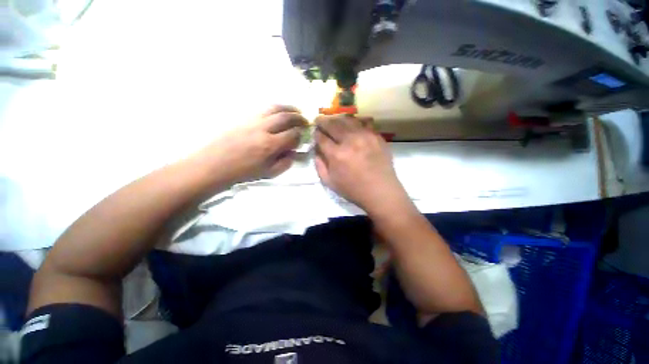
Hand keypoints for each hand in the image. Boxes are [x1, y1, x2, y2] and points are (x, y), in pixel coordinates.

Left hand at [200, 105, 306, 182]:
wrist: (215, 164)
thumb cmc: (243, 172)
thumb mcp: (269, 173)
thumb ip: (285, 162)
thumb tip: (293, 152)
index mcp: (270, 145)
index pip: (292, 135)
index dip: (301, 135)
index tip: (303, 137)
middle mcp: (263, 129)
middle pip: (286, 117)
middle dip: (299, 118)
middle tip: (306, 121)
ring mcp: (252, 121)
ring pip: (275, 108)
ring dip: (289, 108)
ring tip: (297, 111)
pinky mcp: (244, 117)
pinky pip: (264, 109)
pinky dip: (276, 108)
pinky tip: (280, 112)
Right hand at [314, 115, 409, 213]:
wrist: (380, 191)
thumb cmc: (353, 190)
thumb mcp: (330, 183)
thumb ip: (319, 165)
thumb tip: (316, 151)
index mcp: (336, 154)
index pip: (321, 137)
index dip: (316, 133)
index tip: (315, 132)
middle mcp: (350, 141)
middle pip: (333, 124)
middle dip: (323, 121)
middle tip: (319, 119)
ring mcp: (365, 136)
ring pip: (348, 120)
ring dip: (337, 119)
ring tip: (333, 120)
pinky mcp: (376, 136)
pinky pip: (363, 123)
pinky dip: (354, 122)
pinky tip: (351, 125)